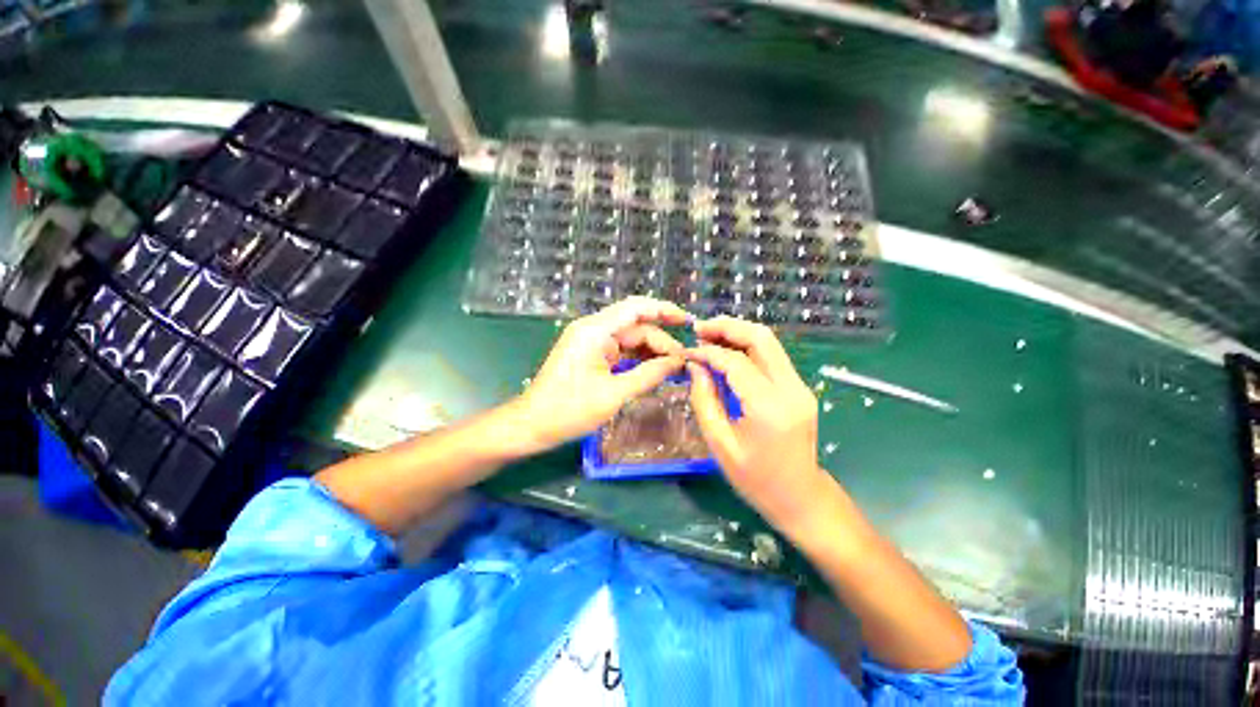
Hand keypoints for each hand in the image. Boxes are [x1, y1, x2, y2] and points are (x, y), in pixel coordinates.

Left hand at [514, 297, 688, 452]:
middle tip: (684, 362)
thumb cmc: (569, 410)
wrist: (532, 425)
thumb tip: (678, 362)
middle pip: (636, 326)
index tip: (688, 322)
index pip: (636, 308)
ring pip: (630, 339)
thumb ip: (649, 375)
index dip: (664, 310)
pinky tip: (655, 370)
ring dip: (651, 351)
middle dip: (661, 341)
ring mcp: (591, 342)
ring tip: (675, 367)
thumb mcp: (614, 394)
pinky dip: (638, 359)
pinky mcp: (591, 355)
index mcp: (595, 330)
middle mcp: (593, 329)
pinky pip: (621, 351)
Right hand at [685, 317, 828, 528]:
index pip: (736, 362)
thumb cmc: (755, 479)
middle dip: (728, 327)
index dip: (708, 352)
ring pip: (769, 343)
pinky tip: (727, 353)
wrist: (801, 497)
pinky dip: (747, 348)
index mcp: (769, 408)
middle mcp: (791, 389)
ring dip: (738, 334)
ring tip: (709, 336)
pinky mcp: (799, 388)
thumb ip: (705, 400)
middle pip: (761, 338)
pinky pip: (772, 357)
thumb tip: (696, 366)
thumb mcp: (720, 444)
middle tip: (699, 329)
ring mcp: (800, 387)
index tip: (687, 352)